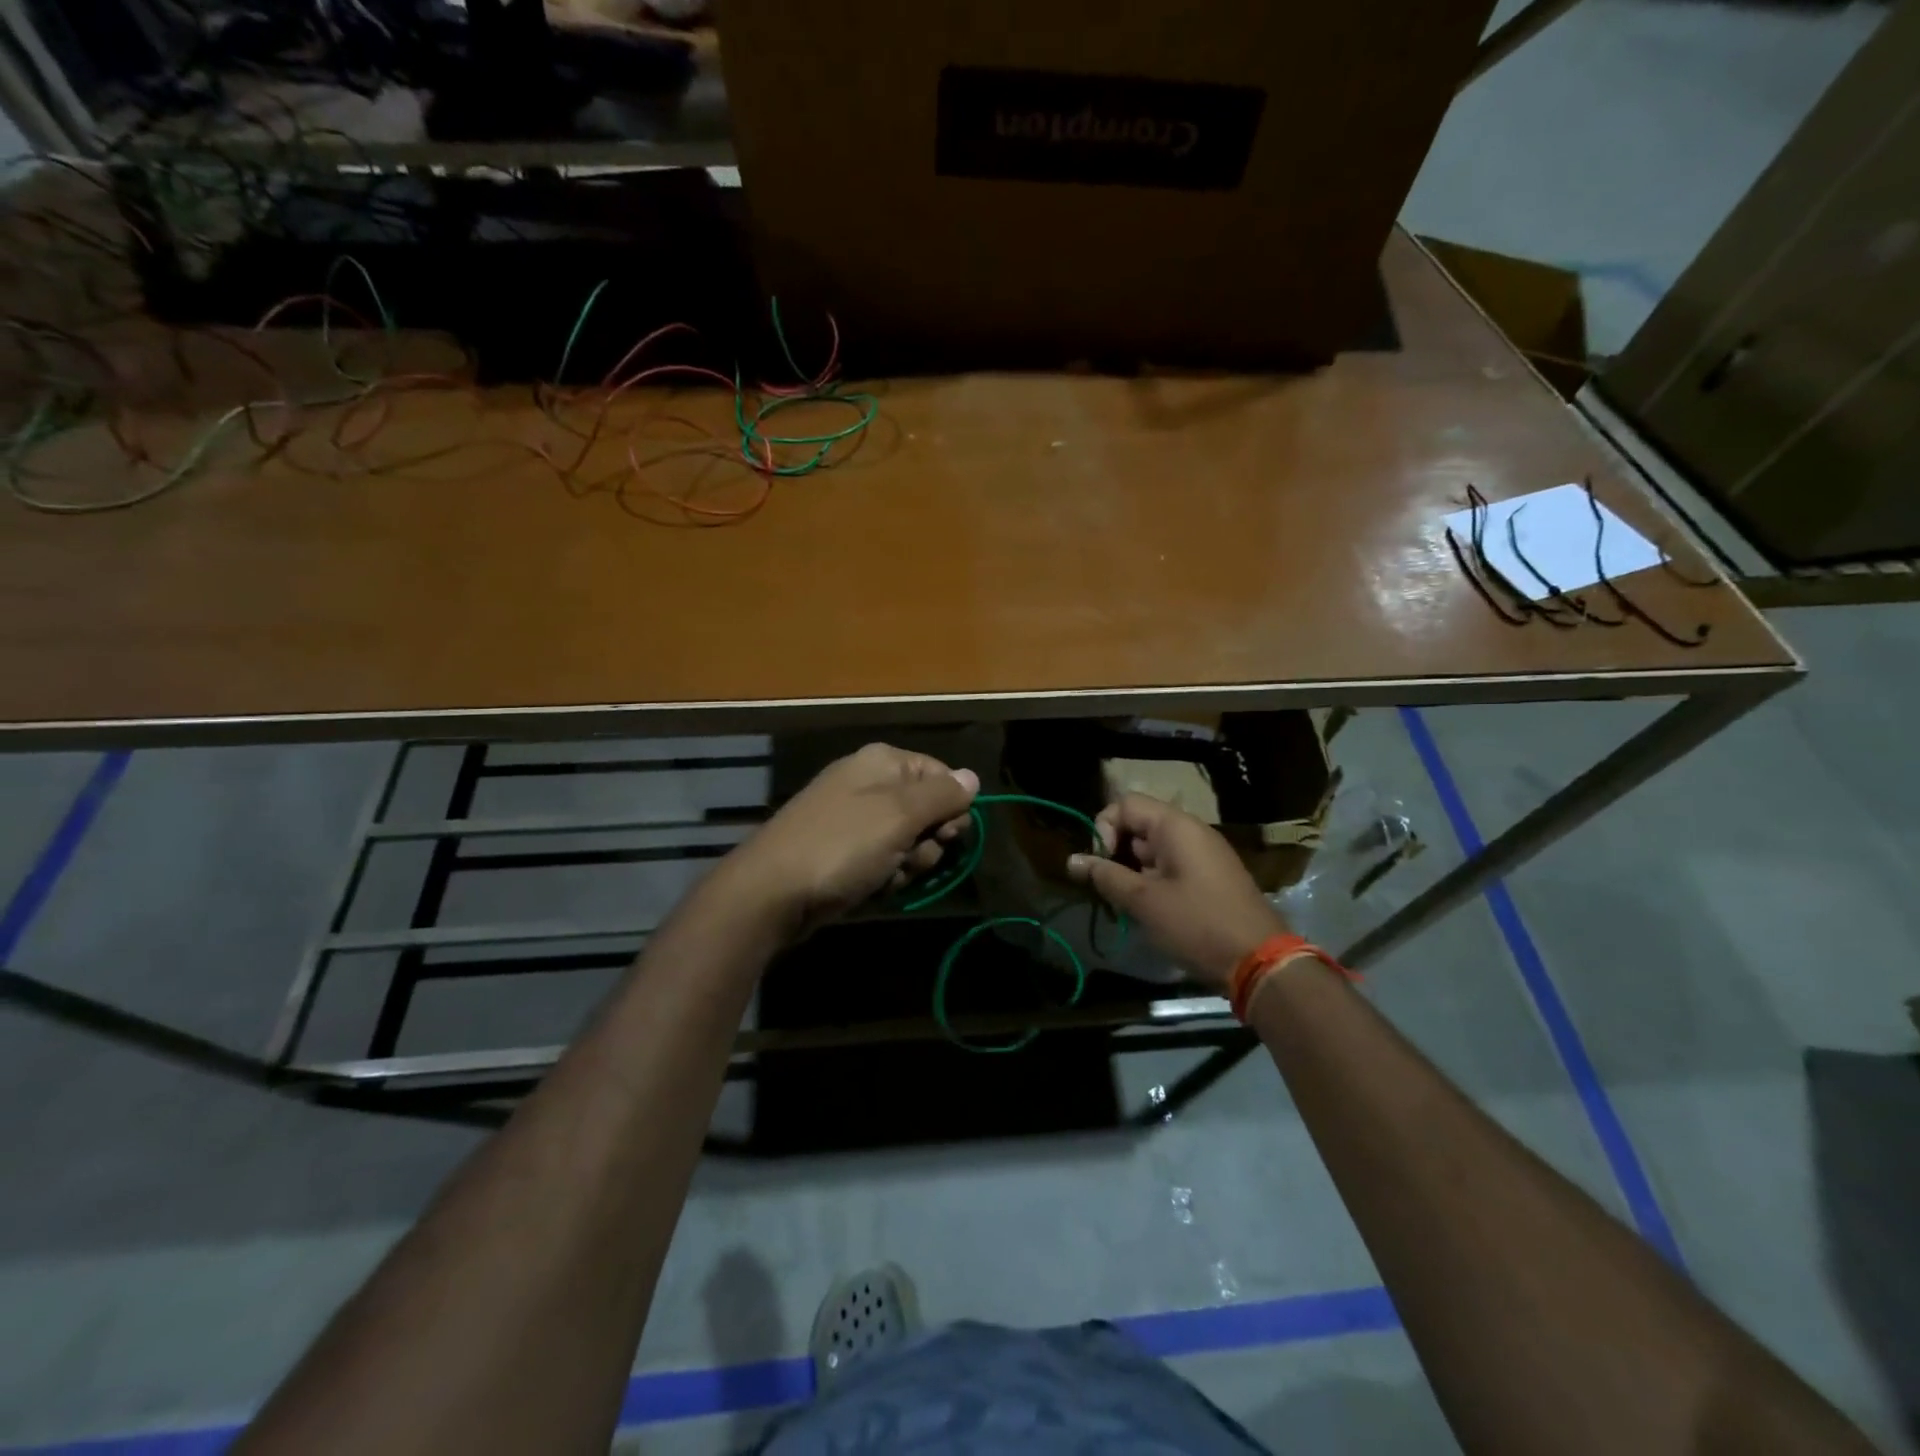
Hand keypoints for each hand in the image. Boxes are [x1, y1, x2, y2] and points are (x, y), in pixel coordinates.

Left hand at [720, 743, 978, 938]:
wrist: (772, 892)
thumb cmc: (841, 846)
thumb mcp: (899, 816)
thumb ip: (941, 795)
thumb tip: (972, 777)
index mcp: (883, 762)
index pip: (942, 776)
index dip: (952, 808)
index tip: (947, 834)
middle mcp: (870, 784)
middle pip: (928, 812)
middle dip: (927, 843)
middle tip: (909, 858)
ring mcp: (854, 819)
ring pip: (908, 842)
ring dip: (906, 866)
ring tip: (883, 877)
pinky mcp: (844, 851)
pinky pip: (883, 861)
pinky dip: (883, 877)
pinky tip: (868, 888)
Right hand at [1067, 793, 1286, 990]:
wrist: (1261, 962)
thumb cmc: (1197, 924)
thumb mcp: (1144, 901)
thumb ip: (1105, 876)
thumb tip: (1072, 860)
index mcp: (1176, 826)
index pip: (1124, 804)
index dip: (1104, 828)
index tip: (1101, 864)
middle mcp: (1191, 832)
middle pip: (1138, 825)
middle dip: (1116, 854)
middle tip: (1109, 889)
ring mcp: (1203, 855)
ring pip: (1152, 850)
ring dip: (1132, 872)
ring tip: (1126, 905)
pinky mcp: (1210, 878)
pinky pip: (1170, 867)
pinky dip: (1152, 882)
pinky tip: (1149, 911)